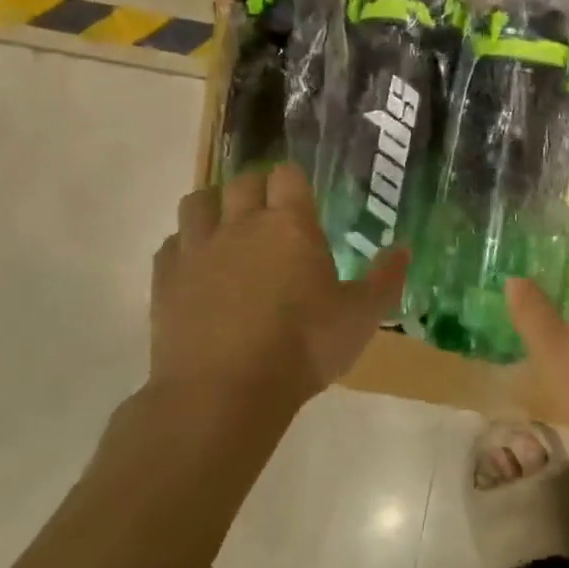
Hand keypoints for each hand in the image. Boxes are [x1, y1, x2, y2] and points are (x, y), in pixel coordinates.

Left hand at [142, 163, 407, 426]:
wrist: (224, 392)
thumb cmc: (303, 349)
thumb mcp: (360, 318)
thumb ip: (385, 279)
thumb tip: (403, 248)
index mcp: (289, 225)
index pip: (287, 175)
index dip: (294, 181)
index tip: (302, 199)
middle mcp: (240, 224)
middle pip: (242, 181)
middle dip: (256, 189)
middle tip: (270, 215)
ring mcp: (197, 249)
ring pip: (198, 201)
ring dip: (215, 207)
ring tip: (228, 229)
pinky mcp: (165, 278)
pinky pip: (172, 243)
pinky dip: (185, 246)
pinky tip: (198, 268)